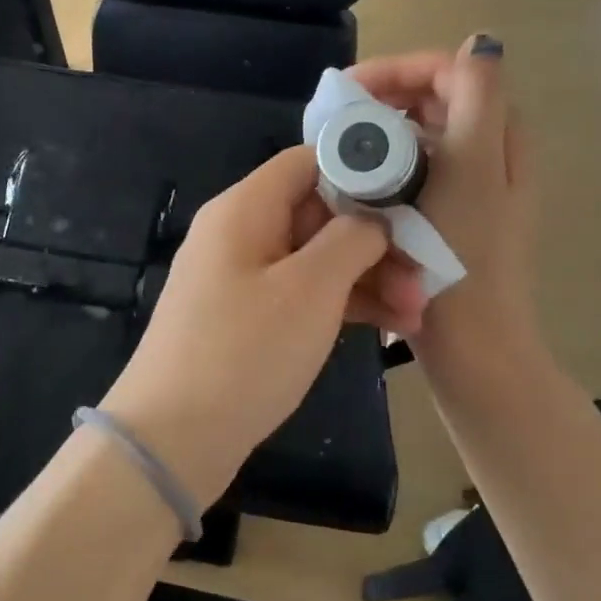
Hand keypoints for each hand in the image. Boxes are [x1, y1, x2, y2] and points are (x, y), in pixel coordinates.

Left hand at [99, 145, 422, 507]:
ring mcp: (241, 278)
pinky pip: (301, 294)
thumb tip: (373, 218)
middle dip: (377, 240)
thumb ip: (351, 239)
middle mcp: (240, 233)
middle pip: (318, 212)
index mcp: (245, 208)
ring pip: (315, 258)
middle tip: (426, 278)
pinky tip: (389, 329)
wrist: (173, 438)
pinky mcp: (246, 318)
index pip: (309, 162)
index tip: (413, 198)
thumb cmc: (244, 352)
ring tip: (417, 315)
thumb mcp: (309, 290)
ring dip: (368, 278)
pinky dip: (342, 305)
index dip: (363, 170)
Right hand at [347, 36, 547, 393]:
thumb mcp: (472, 172)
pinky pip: (413, 171)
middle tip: (335, 121)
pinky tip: (355, 185)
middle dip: (384, 99)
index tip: (348, 92)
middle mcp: (488, 156)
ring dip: (380, 132)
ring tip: (338, 149)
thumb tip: (481, 42)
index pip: (451, 73)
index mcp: (498, 138)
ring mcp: (469, 189)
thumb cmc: (463, 258)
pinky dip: (385, 166)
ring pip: (421, 137)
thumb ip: (477, 101)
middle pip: (435, 101)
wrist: (472, 345)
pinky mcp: (447, 217)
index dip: (399, 70)